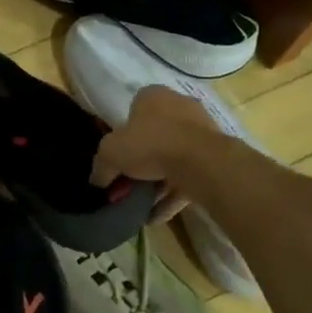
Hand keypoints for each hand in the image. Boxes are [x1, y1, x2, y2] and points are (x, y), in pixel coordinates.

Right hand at [92, 86, 217, 219]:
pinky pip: (188, 176)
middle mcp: (179, 107)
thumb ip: (101, 166)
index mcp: (153, 96)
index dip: (122, 134)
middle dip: (141, 161)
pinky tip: (157, 216)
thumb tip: (97, 180)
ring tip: (142, 205)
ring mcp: (201, 131)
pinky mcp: (215, 157)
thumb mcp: (111, 153)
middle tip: (129, 182)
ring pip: (173, 157)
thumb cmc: (150, 143)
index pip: (133, 110)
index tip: (117, 157)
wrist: (201, 161)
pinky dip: (173, 195)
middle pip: (154, 135)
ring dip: (158, 182)